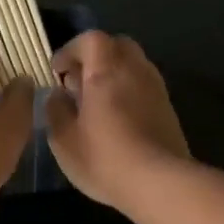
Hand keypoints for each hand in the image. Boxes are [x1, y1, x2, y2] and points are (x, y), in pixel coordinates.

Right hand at [45, 30, 189, 208]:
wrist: (160, 183)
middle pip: (117, 46)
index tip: (57, 71)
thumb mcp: (63, 139)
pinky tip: (117, 119)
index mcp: (106, 71)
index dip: (71, 50)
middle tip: (78, 81)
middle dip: (95, 57)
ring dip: (113, 74)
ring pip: (133, 65)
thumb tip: (57, 95)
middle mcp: (135, 70)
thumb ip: (55, 111)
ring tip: (96, 102)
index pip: (90, 40)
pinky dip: (128, 91)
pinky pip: (144, 86)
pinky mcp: (168, 109)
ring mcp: (156, 88)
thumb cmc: (104, 158)